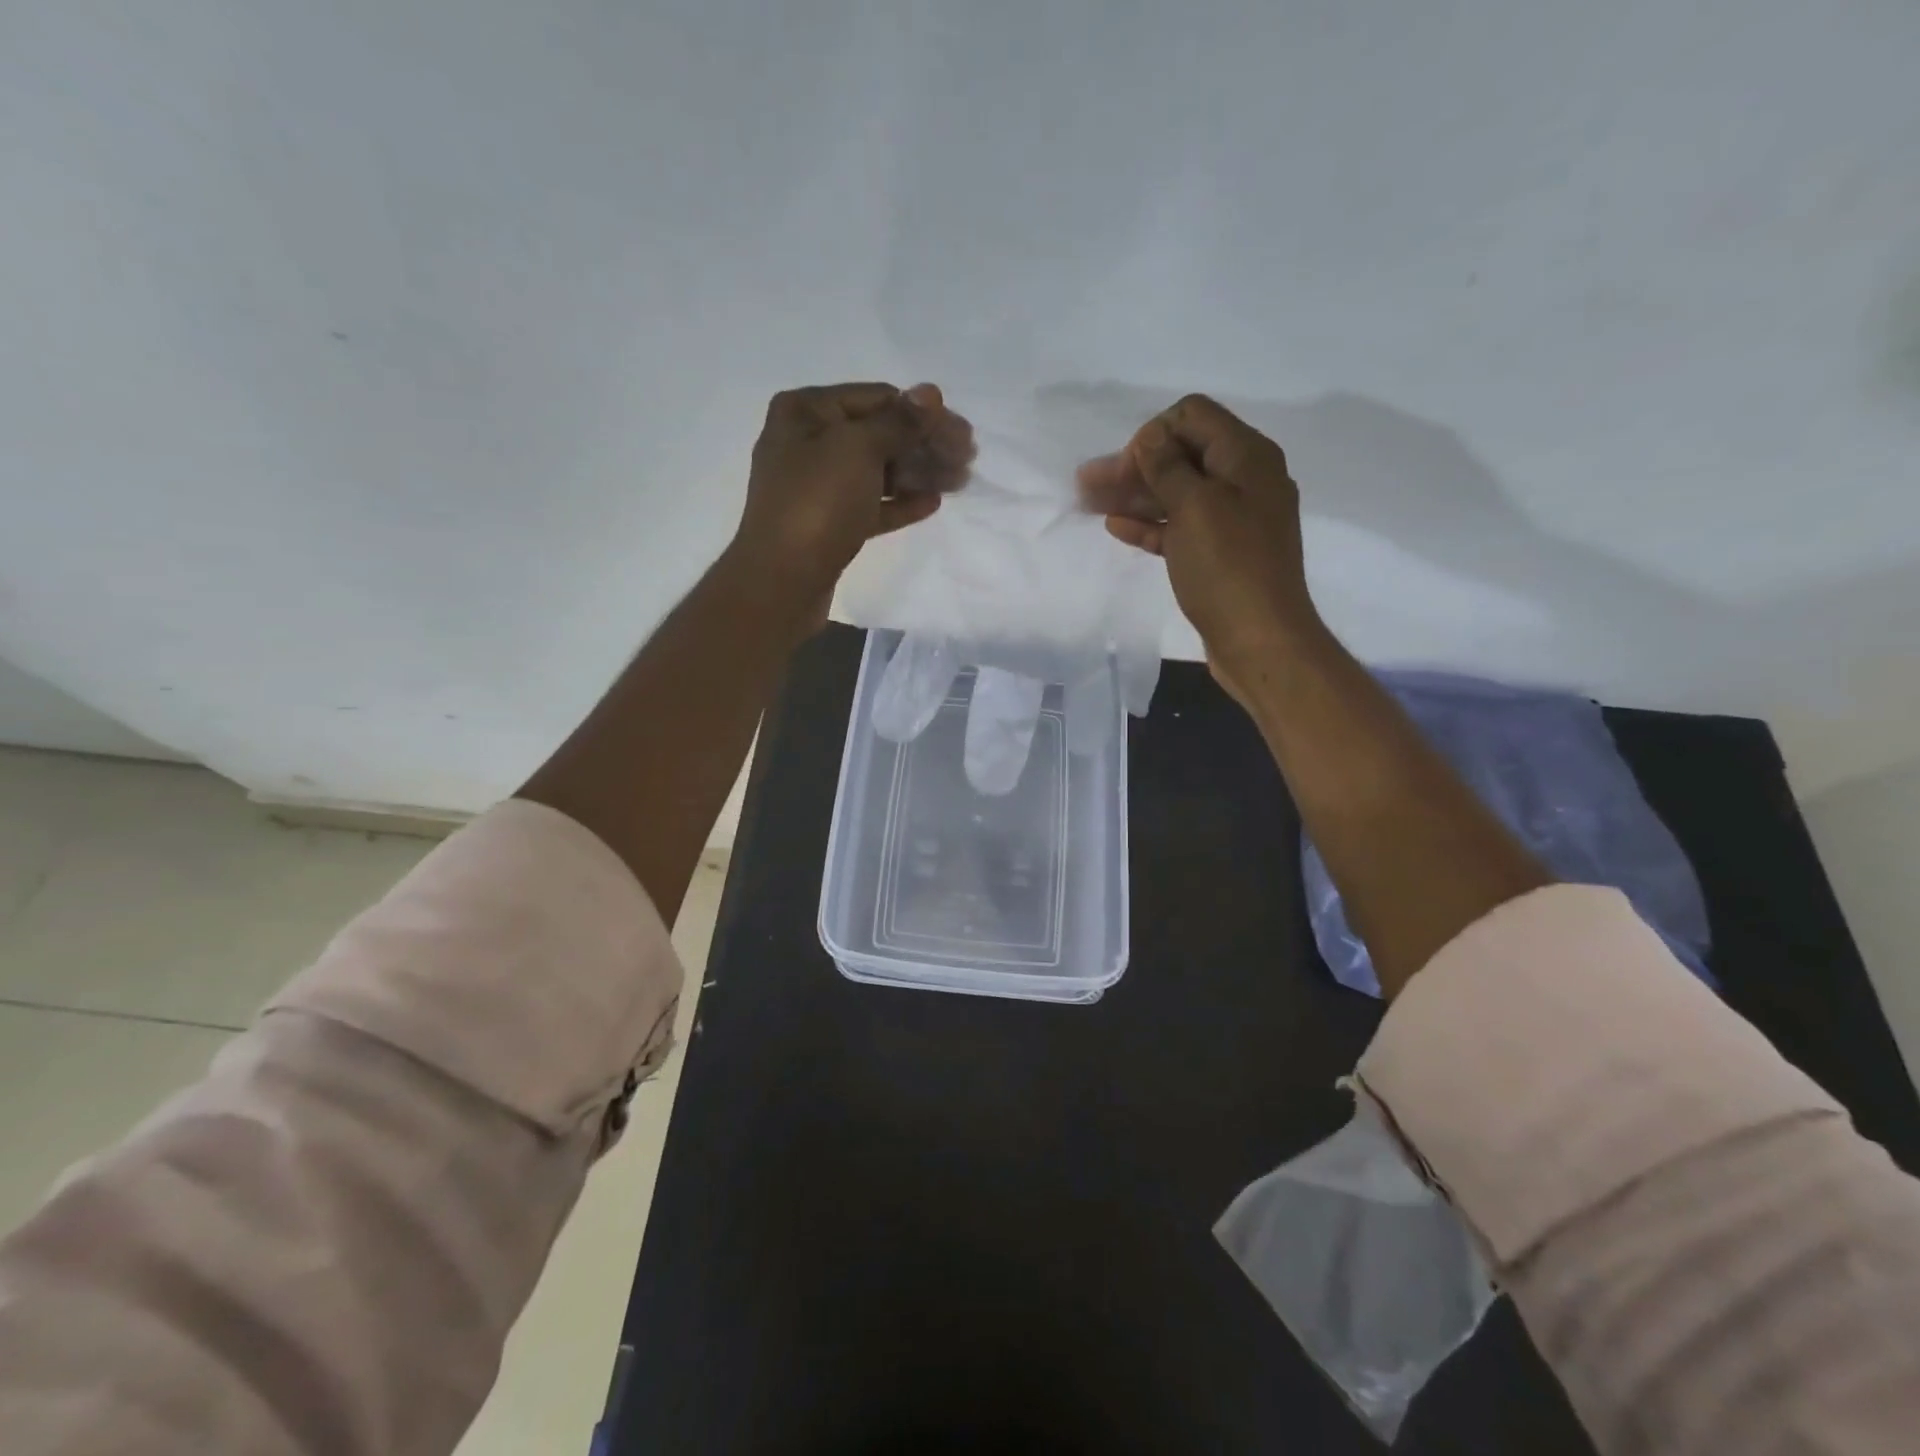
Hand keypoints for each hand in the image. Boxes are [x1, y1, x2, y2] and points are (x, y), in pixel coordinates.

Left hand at [730, 382, 973, 615]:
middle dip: (925, 444)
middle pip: (879, 435)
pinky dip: (900, 502)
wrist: (781, 581)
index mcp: (806, 411)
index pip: (877, 398)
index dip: (922, 413)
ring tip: (959, 481)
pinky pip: (870, 504)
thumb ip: (898, 421)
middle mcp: (808, 442)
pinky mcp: (828, 523)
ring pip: (877, 471)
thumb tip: (929, 392)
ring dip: (919, 473)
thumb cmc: (816, 503)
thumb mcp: (858, 449)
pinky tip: (932, 502)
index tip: (963, 432)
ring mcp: (817, 486)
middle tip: (968, 458)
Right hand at [1078, 394, 1322, 709]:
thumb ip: (1167, 467)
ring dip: (1134, 495)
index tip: (1125, 469)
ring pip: (1177, 494)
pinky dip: (1151, 524)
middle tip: (1087, 483)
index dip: (1153, 434)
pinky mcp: (1220, 553)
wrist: (1260, 639)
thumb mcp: (1195, 507)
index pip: (1192, 417)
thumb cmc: (1227, 568)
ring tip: (1090, 503)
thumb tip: (1149, 436)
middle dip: (1134, 466)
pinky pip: (1181, 527)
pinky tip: (1117, 527)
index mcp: (1247, 456)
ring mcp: (1233, 519)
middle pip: (1181, 455)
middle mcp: (1244, 479)